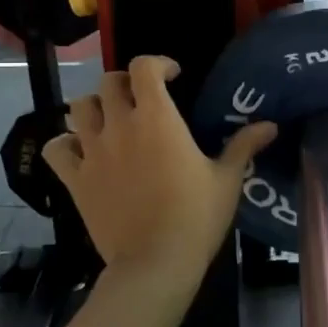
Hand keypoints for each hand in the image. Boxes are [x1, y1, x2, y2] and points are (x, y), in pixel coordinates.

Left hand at [44, 56, 275, 282]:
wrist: (155, 262)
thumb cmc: (196, 217)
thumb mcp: (227, 179)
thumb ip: (244, 145)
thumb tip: (270, 126)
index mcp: (157, 117)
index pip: (144, 67)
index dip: (157, 63)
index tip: (172, 76)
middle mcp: (120, 125)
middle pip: (109, 82)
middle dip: (125, 83)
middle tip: (141, 98)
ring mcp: (93, 151)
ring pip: (78, 108)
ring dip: (94, 107)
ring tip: (109, 120)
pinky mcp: (75, 179)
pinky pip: (56, 149)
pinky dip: (65, 144)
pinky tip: (80, 151)